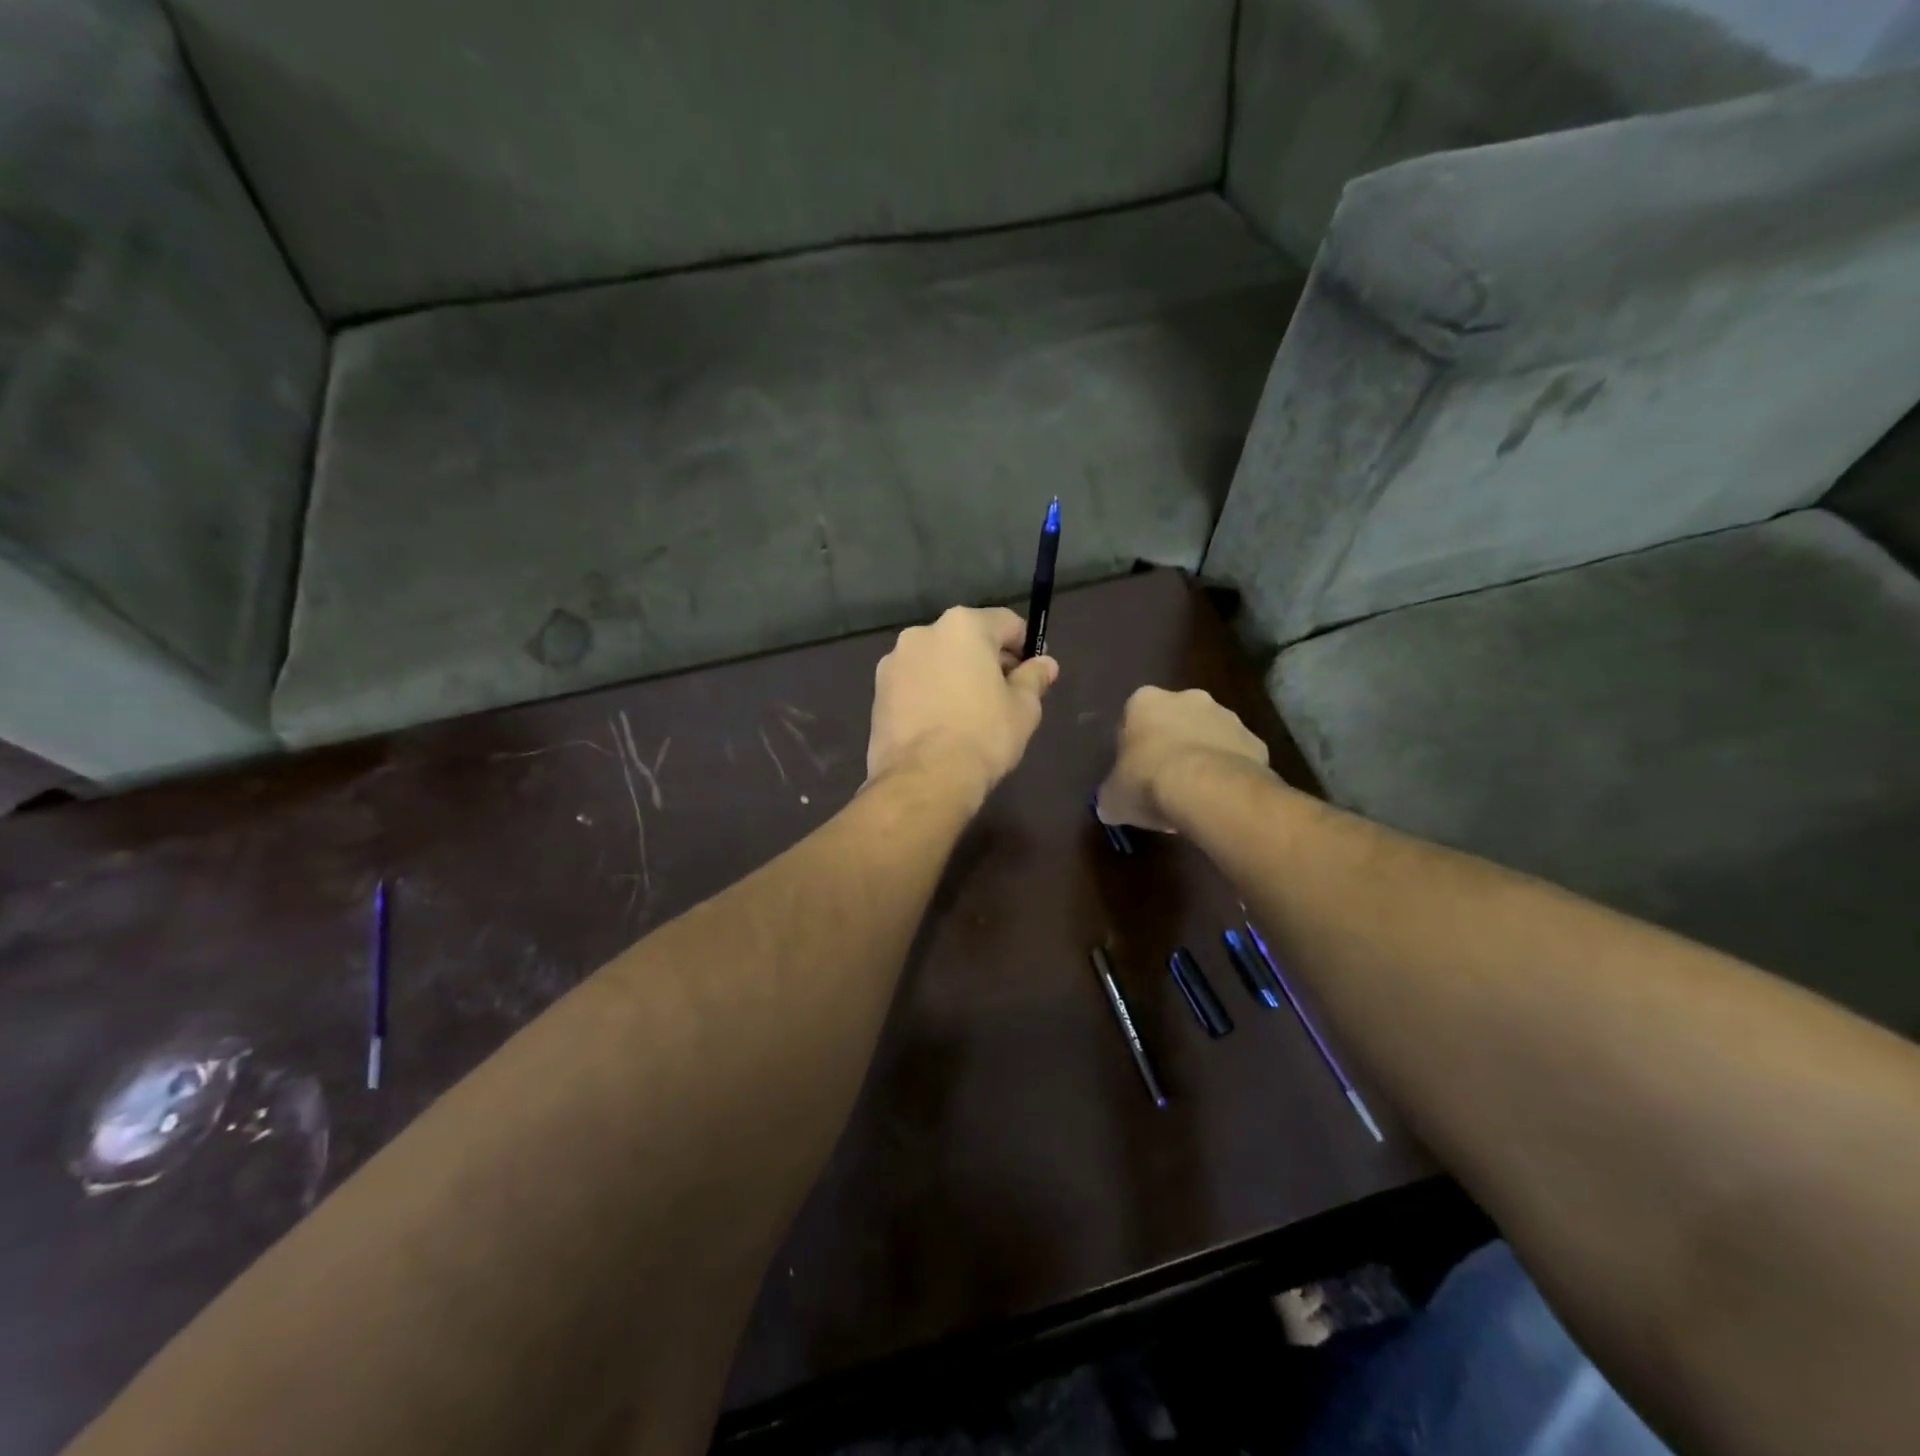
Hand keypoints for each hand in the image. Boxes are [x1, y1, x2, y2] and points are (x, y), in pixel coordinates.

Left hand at [868, 607, 1058, 801]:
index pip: (1006, 623)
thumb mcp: (1023, 708)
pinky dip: (930, 694)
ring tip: (968, 714)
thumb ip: (1034, 678)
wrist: (924, 779)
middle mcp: (923, 633)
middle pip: (966, 639)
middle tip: (1003, 695)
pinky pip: (914, 683)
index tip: (1032, 673)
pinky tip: (941, 724)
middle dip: (987, 661)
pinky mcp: (878, 691)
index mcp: (963, 626)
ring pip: (937, 661)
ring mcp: (895, 661)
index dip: (1025, 646)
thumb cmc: (983, 736)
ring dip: (954, 676)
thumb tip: (1045, 664)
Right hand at [1097, 687, 1269, 831]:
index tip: (1135, 771)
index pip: (1134, 717)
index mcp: (1145, 702)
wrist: (1208, 790)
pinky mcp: (1255, 741)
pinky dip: (1229, 773)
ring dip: (1203, 756)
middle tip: (1165, 780)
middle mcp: (1188, 698)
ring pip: (1209, 735)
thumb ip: (1111, 795)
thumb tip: (1110, 806)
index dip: (1134, 746)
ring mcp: (1227, 717)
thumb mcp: (1114, 797)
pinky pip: (1236, 757)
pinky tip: (1220, 799)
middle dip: (1172, 744)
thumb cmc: (1148, 782)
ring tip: (1196, 794)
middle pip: (1175, 720)